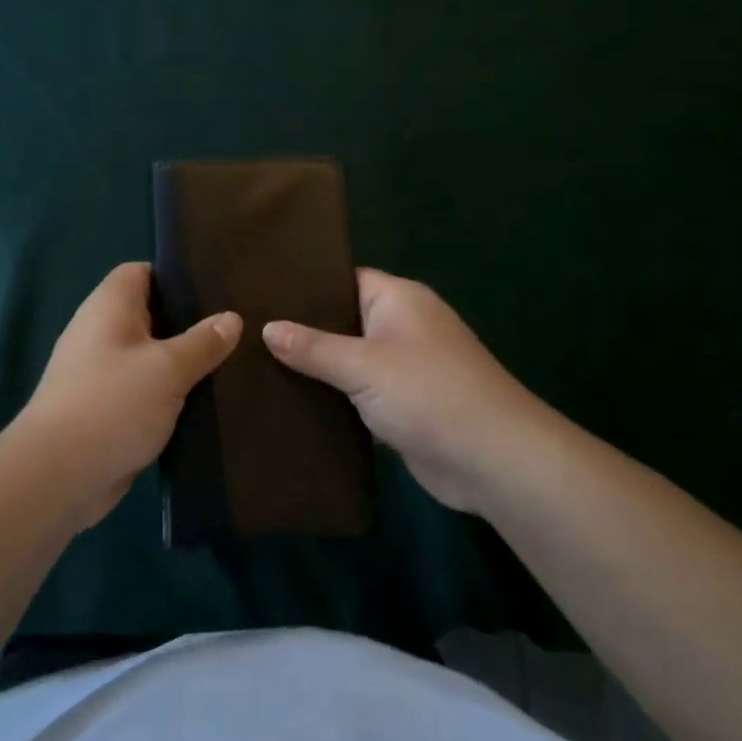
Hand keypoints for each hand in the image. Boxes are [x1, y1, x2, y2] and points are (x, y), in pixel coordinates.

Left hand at [8, 262, 240, 528]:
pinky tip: (202, 403)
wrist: (57, 476)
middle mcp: (100, 332)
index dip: (174, 275)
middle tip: (233, 329)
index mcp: (109, 307)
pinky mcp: (104, 409)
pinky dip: (167, 394)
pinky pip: (142, 390)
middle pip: (148, 314)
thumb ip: (202, 342)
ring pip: (148, 356)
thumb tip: (231, 317)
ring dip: (179, 363)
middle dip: (187, 322)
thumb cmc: (112, 405)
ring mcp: (99, 373)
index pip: (140, 272)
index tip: (215, 289)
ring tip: (227, 364)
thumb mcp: (167, 369)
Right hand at [262, 268, 561, 512]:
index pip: (342, 280)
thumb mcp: (363, 365)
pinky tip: (291, 403)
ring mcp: (404, 367)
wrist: (494, 461)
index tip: (259, 294)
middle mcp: (402, 326)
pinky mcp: (403, 405)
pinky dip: (333, 398)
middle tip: (248, 332)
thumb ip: (313, 347)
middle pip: (342, 320)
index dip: (304, 286)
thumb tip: (267, 328)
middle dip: (302, 330)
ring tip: (256, 365)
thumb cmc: (429, 394)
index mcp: (398, 300)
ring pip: (349, 360)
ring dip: (316, 369)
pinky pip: (359, 393)